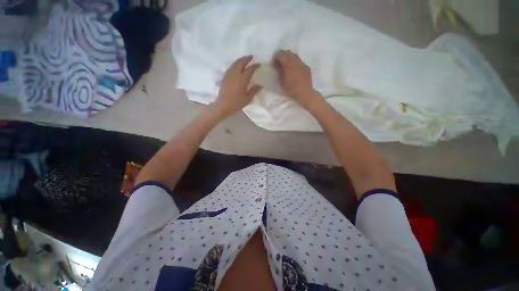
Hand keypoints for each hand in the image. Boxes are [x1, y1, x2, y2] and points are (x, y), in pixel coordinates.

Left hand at [212, 55, 261, 117]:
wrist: (223, 105)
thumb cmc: (236, 103)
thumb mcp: (247, 99)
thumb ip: (254, 91)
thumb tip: (260, 85)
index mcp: (242, 80)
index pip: (250, 70)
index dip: (255, 66)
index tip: (259, 64)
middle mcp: (235, 75)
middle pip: (241, 63)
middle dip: (246, 59)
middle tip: (251, 57)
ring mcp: (228, 75)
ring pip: (234, 64)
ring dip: (240, 60)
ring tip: (244, 59)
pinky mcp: (224, 77)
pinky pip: (230, 67)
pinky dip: (235, 64)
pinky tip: (236, 66)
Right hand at [272, 50, 319, 108]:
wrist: (304, 93)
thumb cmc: (291, 89)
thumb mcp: (281, 81)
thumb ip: (279, 71)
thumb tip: (277, 65)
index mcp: (289, 63)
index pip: (281, 54)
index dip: (276, 57)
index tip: (273, 63)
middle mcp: (296, 61)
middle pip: (288, 53)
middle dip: (282, 56)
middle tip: (279, 63)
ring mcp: (302, 63)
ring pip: (295, 56)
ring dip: (289, 58)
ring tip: (286, 66)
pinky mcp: (306, 67)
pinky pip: (299, 62)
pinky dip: (295, 63)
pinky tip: (294, 70)